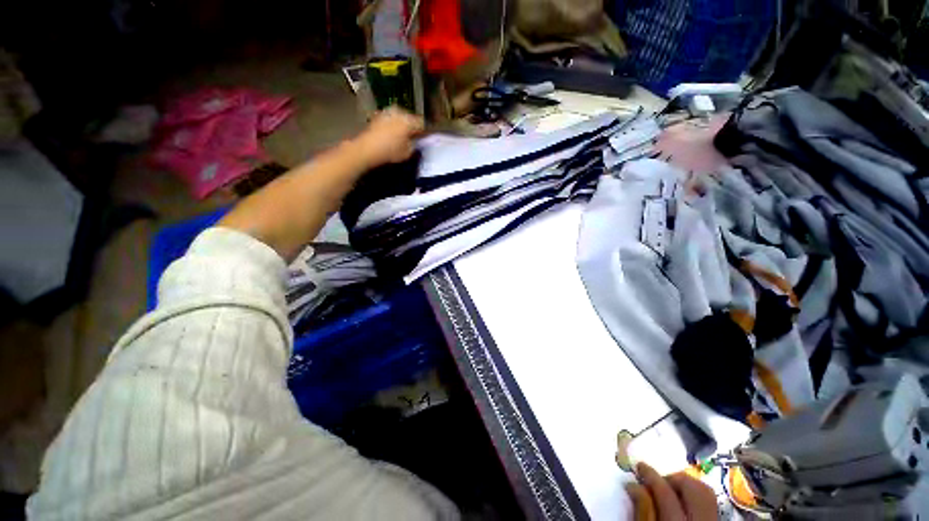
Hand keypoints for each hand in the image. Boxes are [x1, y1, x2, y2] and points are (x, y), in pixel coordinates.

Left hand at [353, 107, 424, 167]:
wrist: (367, 148)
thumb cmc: (390, 151)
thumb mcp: (408, 152)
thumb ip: (414, 145)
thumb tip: (416, 141)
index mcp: (409, 121)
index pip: (422, 123)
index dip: (424, 132)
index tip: (424, 138)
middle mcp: (399, 112)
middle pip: (411, 118)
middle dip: (413, 126)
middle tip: (414, 136)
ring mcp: (388, 112)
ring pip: (400, 117)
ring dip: (402, 124)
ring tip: (402, 135)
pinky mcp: (378, 115)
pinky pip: (390, 119)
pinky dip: (393, 125)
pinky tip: (392, 134)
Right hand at [626, 463, 717, 520]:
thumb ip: (642, 509)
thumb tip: (633, 484)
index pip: (664, 491)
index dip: (649, 475)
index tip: (638, 467)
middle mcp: (700, 518)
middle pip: (691, 485)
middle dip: (672, 476)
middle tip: (656, 479)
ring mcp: (713, 519)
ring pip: (704, 490)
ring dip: (685, 483)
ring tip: (669, 488)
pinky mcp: (717, 519)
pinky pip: (709, 500)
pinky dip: (695, 495)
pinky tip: (682, 499)